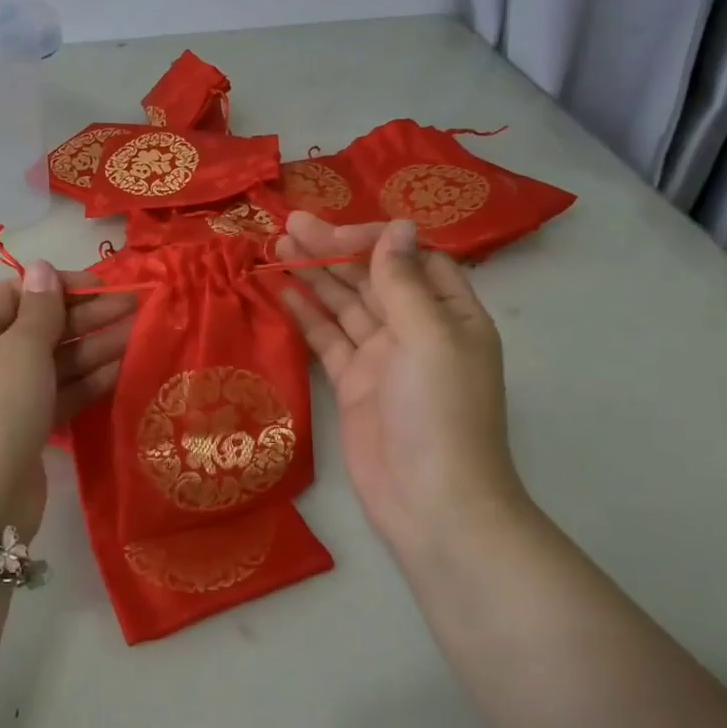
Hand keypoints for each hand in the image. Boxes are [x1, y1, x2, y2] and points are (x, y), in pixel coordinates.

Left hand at [0, 261, 134, 535]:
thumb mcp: (20, 349)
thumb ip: (41, 308)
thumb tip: (42, 266)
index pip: (15, 295)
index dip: (59, 287)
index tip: (103, 286)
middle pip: (38, 327)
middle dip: (85, 317)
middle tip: (134, 308)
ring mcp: (1, 397)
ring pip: (52, 361)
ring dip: (92, 347)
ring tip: (138, 333)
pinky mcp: (23, 427)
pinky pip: (57, 393)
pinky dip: (86, 381)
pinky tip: (122, 367)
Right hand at [277, 212, 525, 552]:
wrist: (431, 502)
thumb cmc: (440, 412)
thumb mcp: (428, 337)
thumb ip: (404, 282)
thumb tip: (397, 225)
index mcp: (450, 314)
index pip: (411, 258)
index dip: (375, 240)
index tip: (335, 233)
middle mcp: (416, 329)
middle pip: (372, 277)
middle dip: (333, 250)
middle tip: (288, 225)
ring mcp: (382, 358)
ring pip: (344, 305)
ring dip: (314, 276)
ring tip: (276, 247)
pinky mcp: (352, 384)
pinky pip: (327, 339)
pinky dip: (306, 315)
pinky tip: (280, 292)